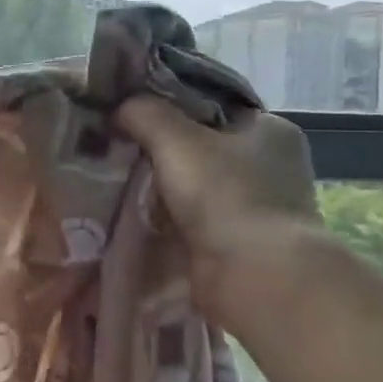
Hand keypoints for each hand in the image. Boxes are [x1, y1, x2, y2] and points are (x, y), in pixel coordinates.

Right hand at [114, 95, 321, 315]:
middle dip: (159, 146)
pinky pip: (190, 216)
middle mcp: (269, 164)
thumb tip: (120, 107)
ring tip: (113, 175)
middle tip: (114, 142)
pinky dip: (165, 214)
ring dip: (159, 184)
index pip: (211, 105)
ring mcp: (255, 205)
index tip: (130, 109)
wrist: (256, 277)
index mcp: (269, 129)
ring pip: (192, 182)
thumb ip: (144, 113)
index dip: (169, 104)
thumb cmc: (225, 195)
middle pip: (199, 144)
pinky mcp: (237, 240)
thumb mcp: (176, 138)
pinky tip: (131, 209)